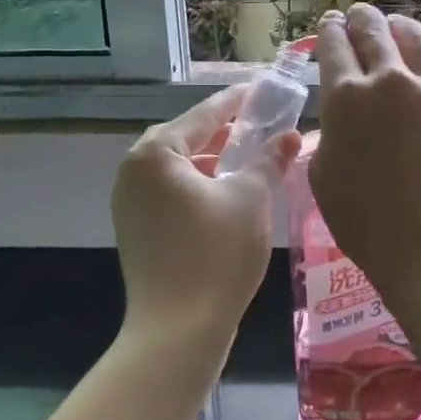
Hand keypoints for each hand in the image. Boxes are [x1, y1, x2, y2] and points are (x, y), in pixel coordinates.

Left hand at [111, 85, 298, 340]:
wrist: (179, 330)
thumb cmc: (216, 253)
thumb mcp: (252, 197)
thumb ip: (270, 159)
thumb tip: (290, 135)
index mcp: (156, 154)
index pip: (205, 113)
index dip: (239, 101)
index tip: (264, 88)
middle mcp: (134, 171)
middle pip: (187, 137)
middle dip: (225, 130)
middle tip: (262, 122)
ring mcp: (130, 202)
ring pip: (179, 166)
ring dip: (214, 158)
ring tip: (252, 156)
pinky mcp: (137, 229)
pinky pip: (172, 190)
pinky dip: (201, 184)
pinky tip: (230, 191)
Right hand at [308, 5, 420, 296]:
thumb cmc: (364, 220)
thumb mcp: (322, 173)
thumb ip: (331, 130)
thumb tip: (344, 110)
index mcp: (346, 96)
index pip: (333, 44)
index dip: (329, 30)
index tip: (331, 26)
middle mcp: (390, 79)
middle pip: (372, 28)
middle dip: (360, 18)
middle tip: (359, 17)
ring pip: (417, 36)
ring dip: (401, 28)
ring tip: (398, 29)